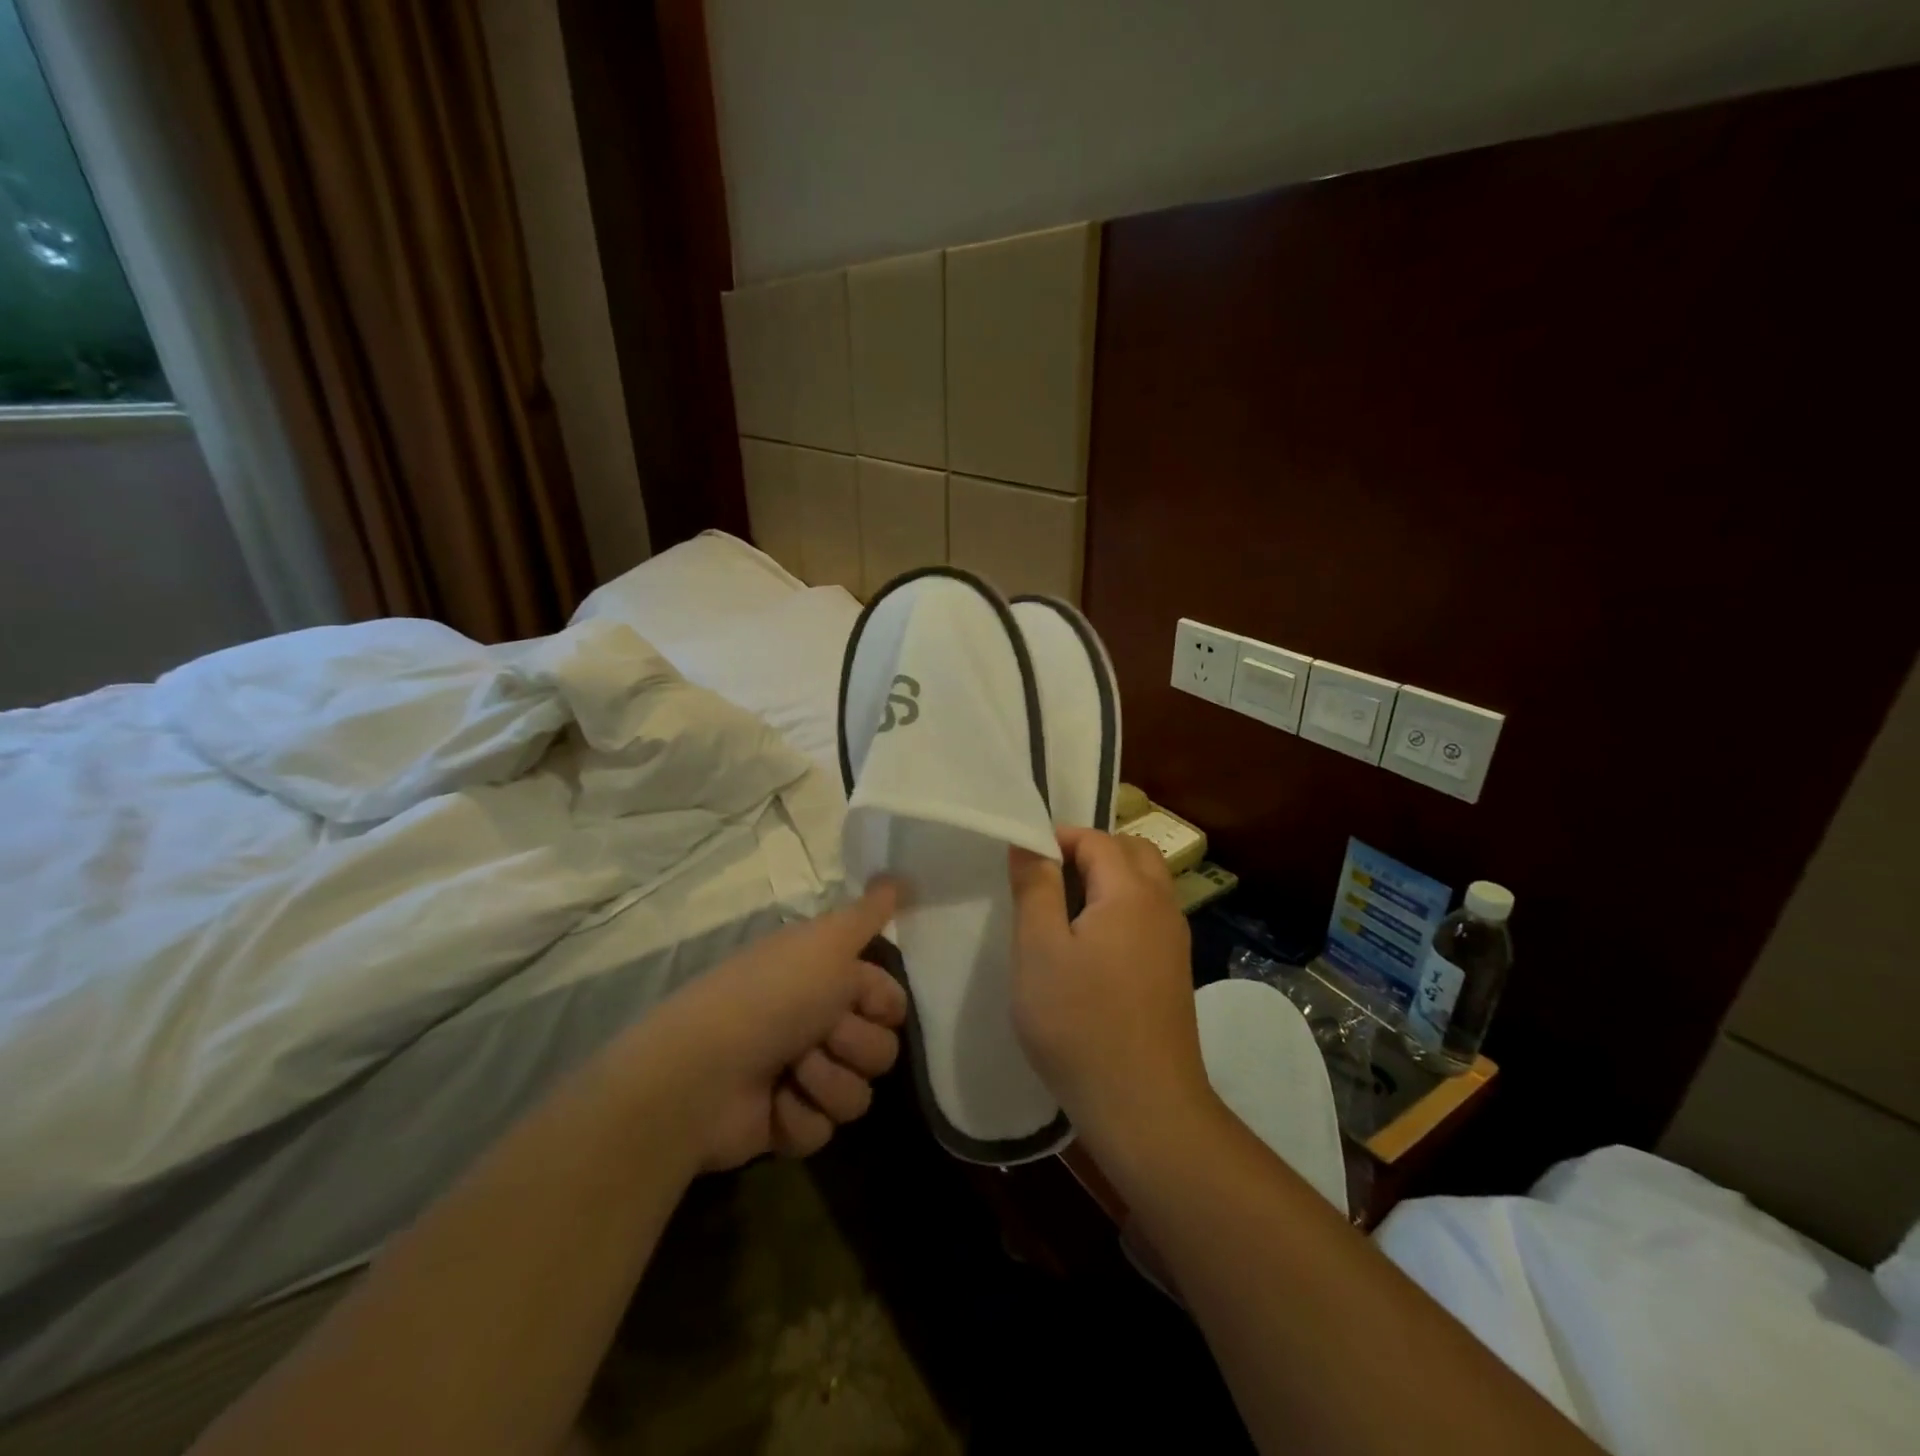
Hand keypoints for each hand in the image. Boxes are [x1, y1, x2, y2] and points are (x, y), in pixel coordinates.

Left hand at [617, 880, 906, 1171]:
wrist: (705, 1071)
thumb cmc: (772, 996)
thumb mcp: (826, 941)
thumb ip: (869, 912)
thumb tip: (902, 875)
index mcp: (828, 981)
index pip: (891, 1002)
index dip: (881, 1005)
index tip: (855, 999)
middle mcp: (819, 1025)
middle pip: (882, 1050)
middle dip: (852, 1045)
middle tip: (816, 1034)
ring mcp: (803, 1077)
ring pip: (858, 1094)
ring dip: (826, 1082)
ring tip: (789, 1072)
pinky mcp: (788, 1124)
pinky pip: (826, 1129)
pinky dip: (799, 1115)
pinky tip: (773, 1103)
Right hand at [1008, 829, 1213, 1159]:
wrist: (1145, 1107)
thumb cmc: (1080, 1022)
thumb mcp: (1039, 949)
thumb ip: (1035, 887)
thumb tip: (1029, 841)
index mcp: (1131, 892)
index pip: (1096, 839)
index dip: (1057, 838)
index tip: (1022, 861)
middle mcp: (1162, 906)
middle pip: (1131, 852)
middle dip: (1090, 851)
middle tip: (1047, 878)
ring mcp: (1174, 941)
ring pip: (1145, 884)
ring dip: (1108, 879)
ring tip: (1064, 910)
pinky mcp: (1174, 972)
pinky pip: (1148, 916)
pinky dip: (1121, 909)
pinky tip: (1091, 947)